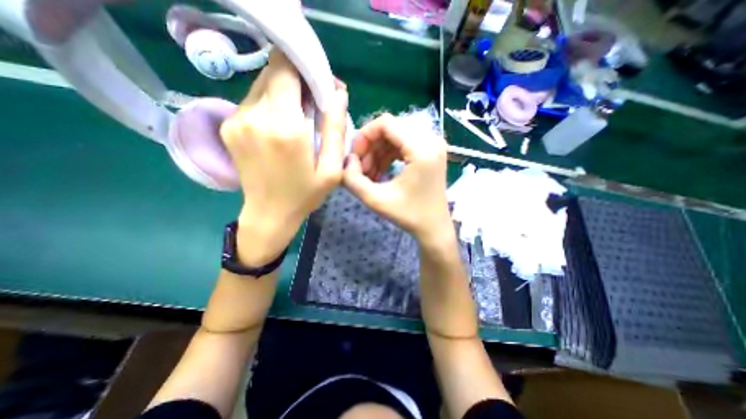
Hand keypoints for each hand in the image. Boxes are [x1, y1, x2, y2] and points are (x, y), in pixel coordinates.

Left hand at [221, 52, 350, 264]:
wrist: (269, 213)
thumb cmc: (305, 194)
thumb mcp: (331, 168)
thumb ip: (335, 128)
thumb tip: (338, 93)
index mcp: (284, 127)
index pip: (287, 69)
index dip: (306, 67)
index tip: (323, 84)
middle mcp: (254, 115)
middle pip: (274, 72)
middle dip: (299, 79)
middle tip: (317, 101)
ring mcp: (237, 119)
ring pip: (263, 84)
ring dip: (285, 91)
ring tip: (302, 115)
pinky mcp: (229, 125)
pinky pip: (254, 100)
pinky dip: (272, 103)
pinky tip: (284, 124)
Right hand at [343, 114, 448, 245]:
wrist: (434, 227)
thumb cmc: (409, 216)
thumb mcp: (376, 200)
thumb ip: (353, 180)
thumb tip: (347, 160)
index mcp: (422, 149)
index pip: (386, 123)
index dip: (364, 135)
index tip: (355, 156)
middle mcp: (431, 140)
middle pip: (390, 128)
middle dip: (370, 146)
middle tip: (360, 168)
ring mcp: (433, 145)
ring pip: (395, 136)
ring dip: (378, 152)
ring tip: (369, 174)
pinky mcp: (430, 152)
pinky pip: (403, 144)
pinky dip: (388, 155)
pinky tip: (380, 172)